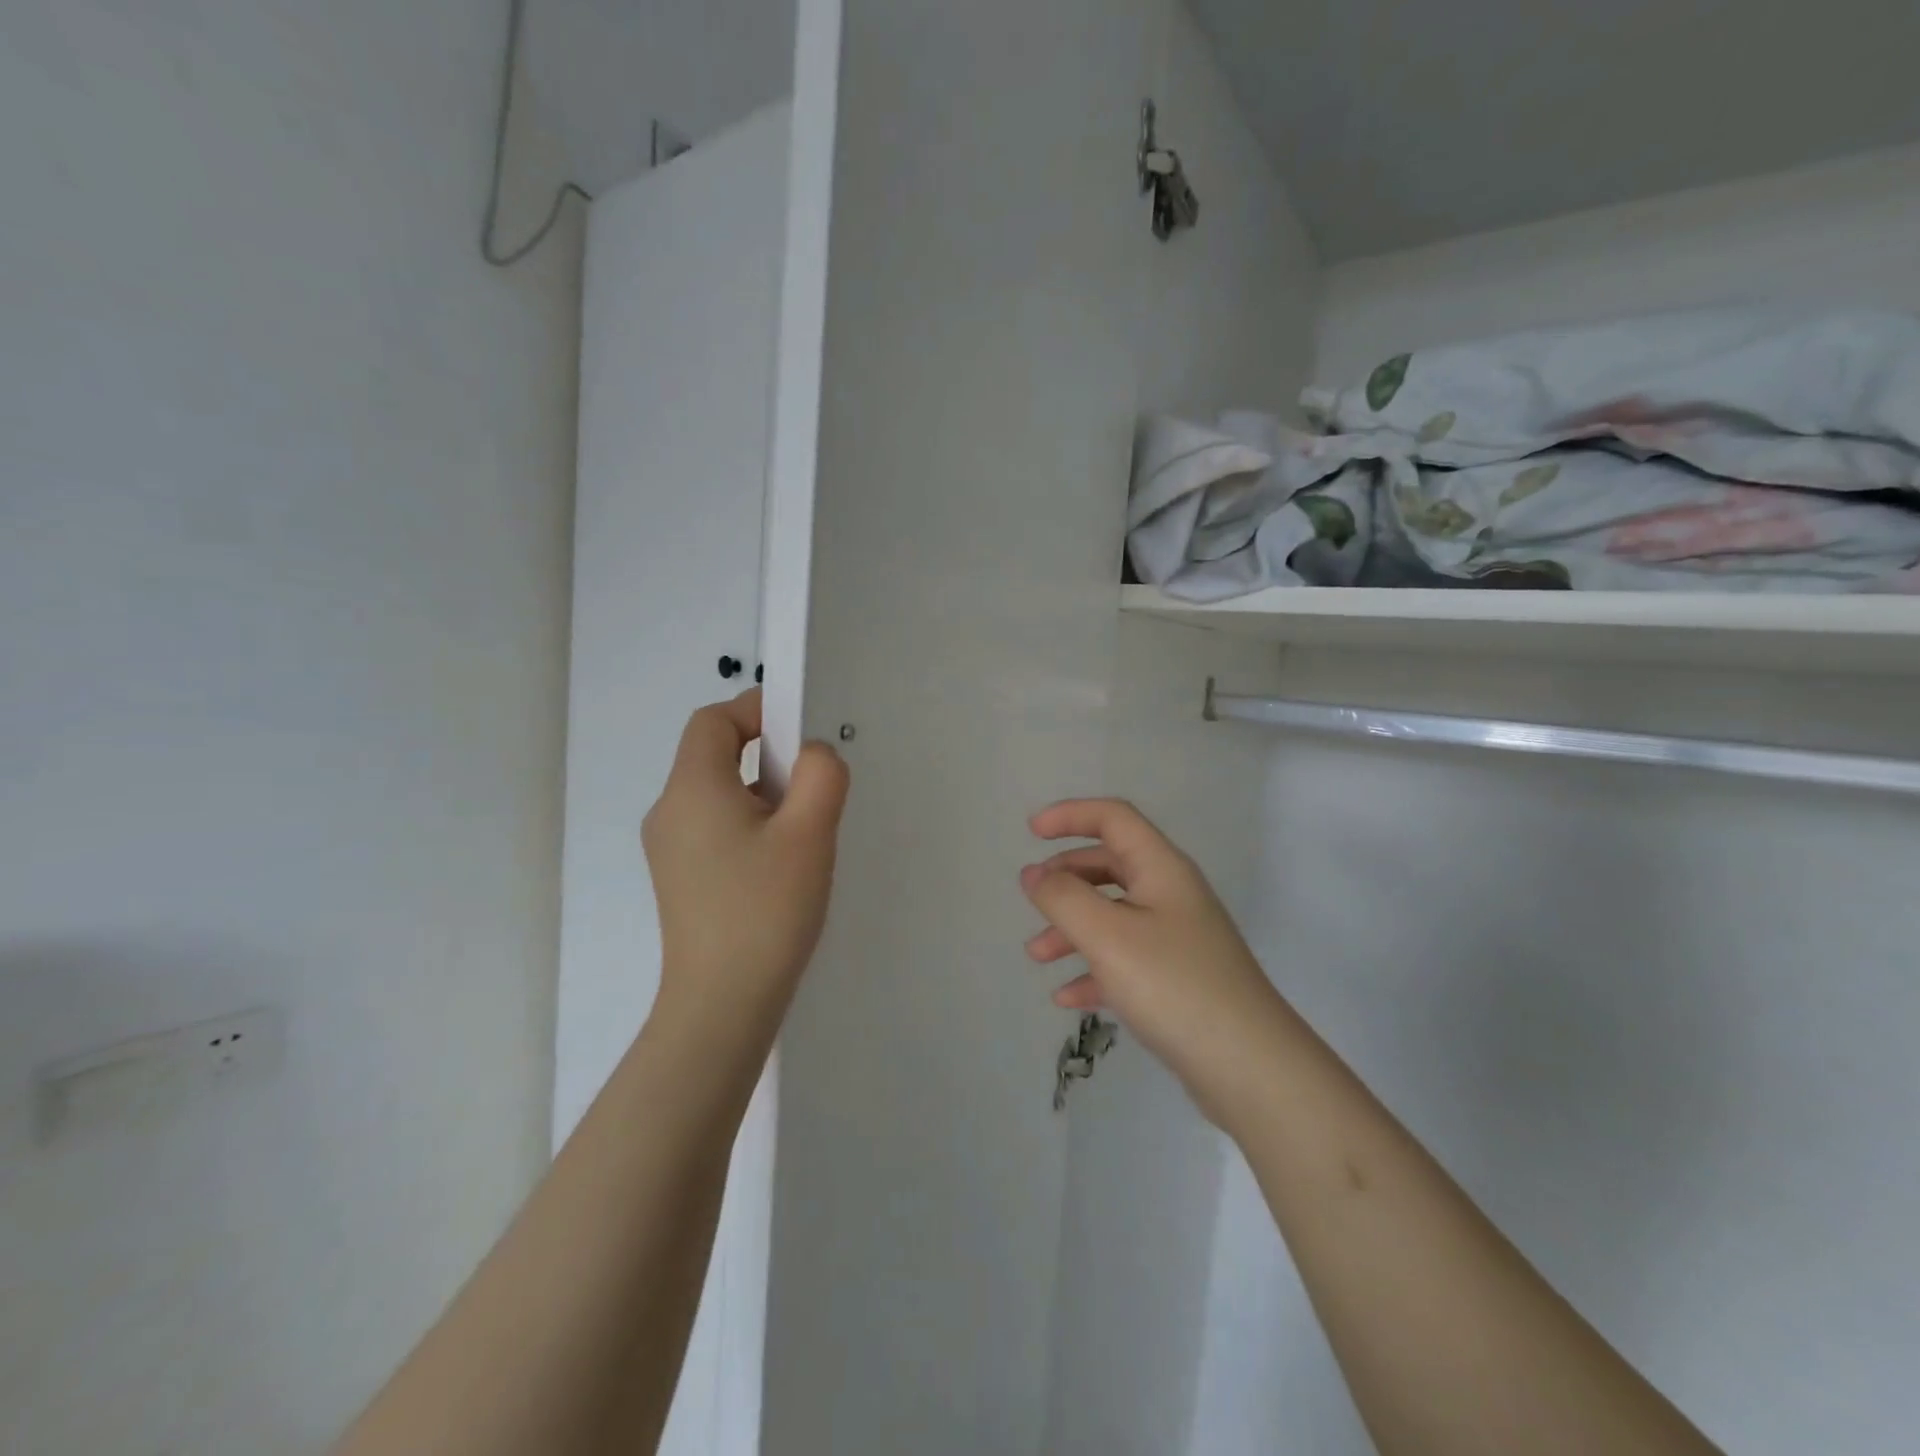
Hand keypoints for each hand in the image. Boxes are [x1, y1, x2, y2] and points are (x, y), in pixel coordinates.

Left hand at [643, 691, 849, 1030]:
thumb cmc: (766, 910)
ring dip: (762, 795)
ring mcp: (669, 849)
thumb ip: (820, 774)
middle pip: (714, 755)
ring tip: (802, 836)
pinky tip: (780, 866)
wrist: (722, 1004)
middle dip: (768, 757)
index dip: (756, 709)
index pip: (714, 721)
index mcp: (692, 789)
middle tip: (811, 790)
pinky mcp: (679, 879)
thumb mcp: (809, 833)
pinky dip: (749, 825)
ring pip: (718, 794)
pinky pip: (714, 828)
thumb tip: (812, 754)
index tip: (801, 729)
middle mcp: (670, 811)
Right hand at [1021, 799, 1288, 1121]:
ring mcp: (1178, 939)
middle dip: (1066, 877)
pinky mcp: (1178, 980)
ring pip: (1114, 915)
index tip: (1030, 832)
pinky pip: (1126, 960)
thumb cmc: (1174, 986)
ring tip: (1037, 956)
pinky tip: (1068, 997)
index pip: (1114, 818)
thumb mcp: (1107, 936)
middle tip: (1033, 897)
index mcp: (1161, 869)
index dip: (1071, 815)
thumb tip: (1033, 872)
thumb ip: (1063, 898)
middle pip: (1111, 865)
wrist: (1250, 1068)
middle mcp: (1172, 895)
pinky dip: (1093, 970)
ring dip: (1072, 928)